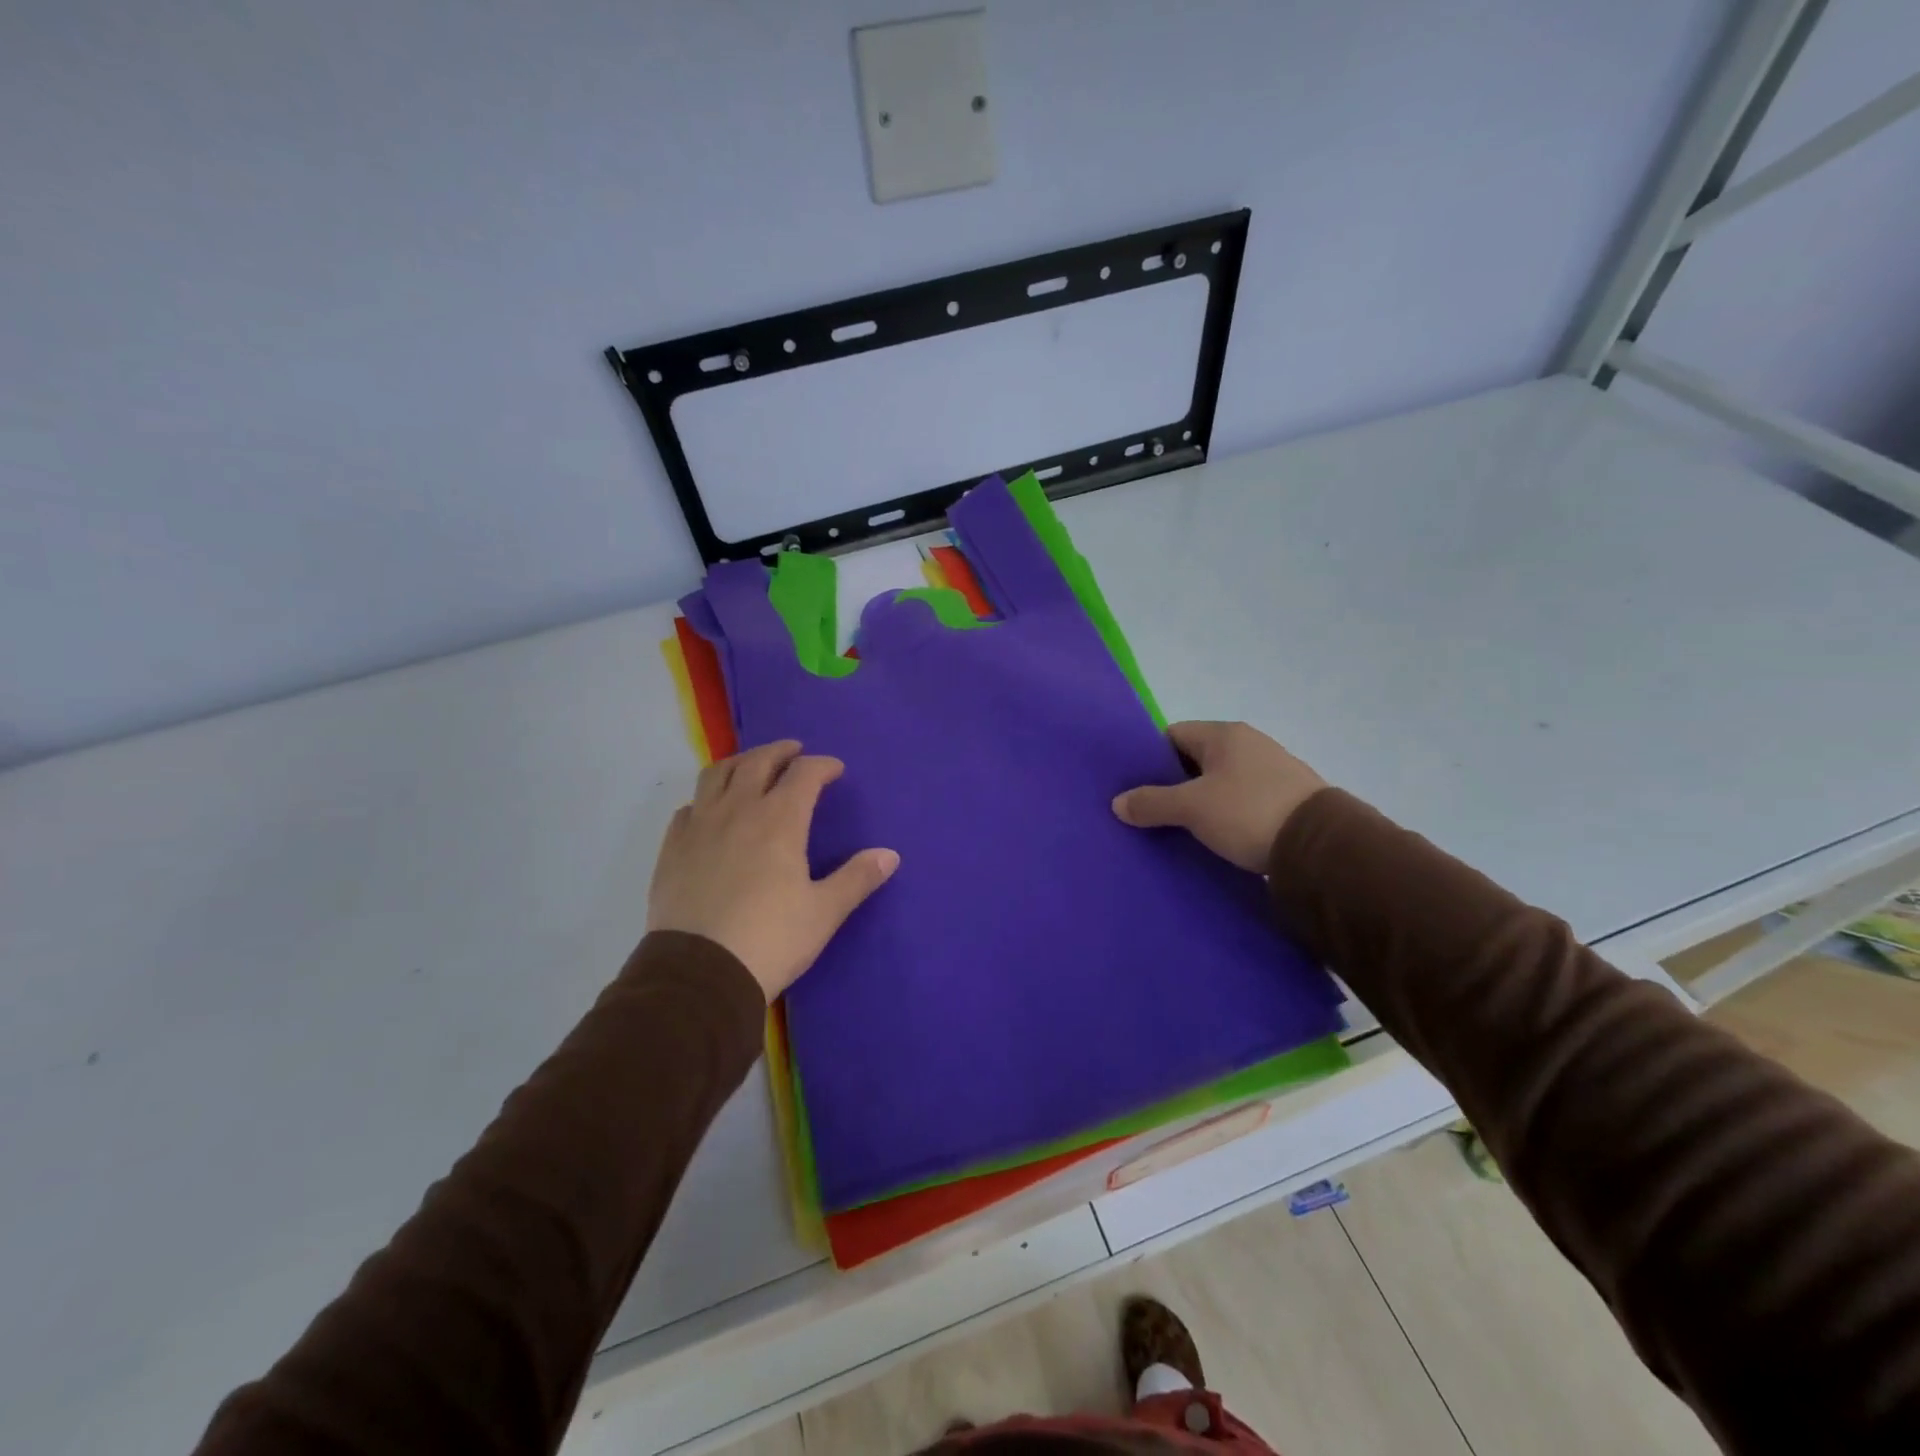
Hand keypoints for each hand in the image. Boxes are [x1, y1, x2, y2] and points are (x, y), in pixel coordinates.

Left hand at [648, 740, 899, 999]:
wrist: (700, 974)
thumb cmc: (770, 939)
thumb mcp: (823, 912)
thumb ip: (857, 878)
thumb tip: (890, 854)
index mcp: (779, 820)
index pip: (804, 774)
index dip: (823, 766)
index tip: (835, 770)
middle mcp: (738, 810)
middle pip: (758, 762)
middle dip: (780, 751)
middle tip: (794, 752)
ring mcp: (700, 826)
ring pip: (717, 775)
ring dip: (740, 762)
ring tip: (751, 767)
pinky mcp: (672, 848)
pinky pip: (689, 807)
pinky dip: (706, 799)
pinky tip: (711, 811)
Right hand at [1111, 721, 1326, 872]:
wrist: (1320, 847)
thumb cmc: (1248, 812)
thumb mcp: (1192, 808)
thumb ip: (1152, 803)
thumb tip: (1118, 803)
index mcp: (1224, 734)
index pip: (1173, 735)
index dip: (1149, 758)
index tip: (1134, 786)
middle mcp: (1250, 744)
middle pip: (1196, 759)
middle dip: (1172, 784)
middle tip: (1149, 811)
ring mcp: (1272, 771)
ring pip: (1220, 782)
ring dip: (1200, 801)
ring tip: (1178, 828)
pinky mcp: (1287, 799)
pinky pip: (1242, 801)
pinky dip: (1225, 814)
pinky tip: (1215, 836)